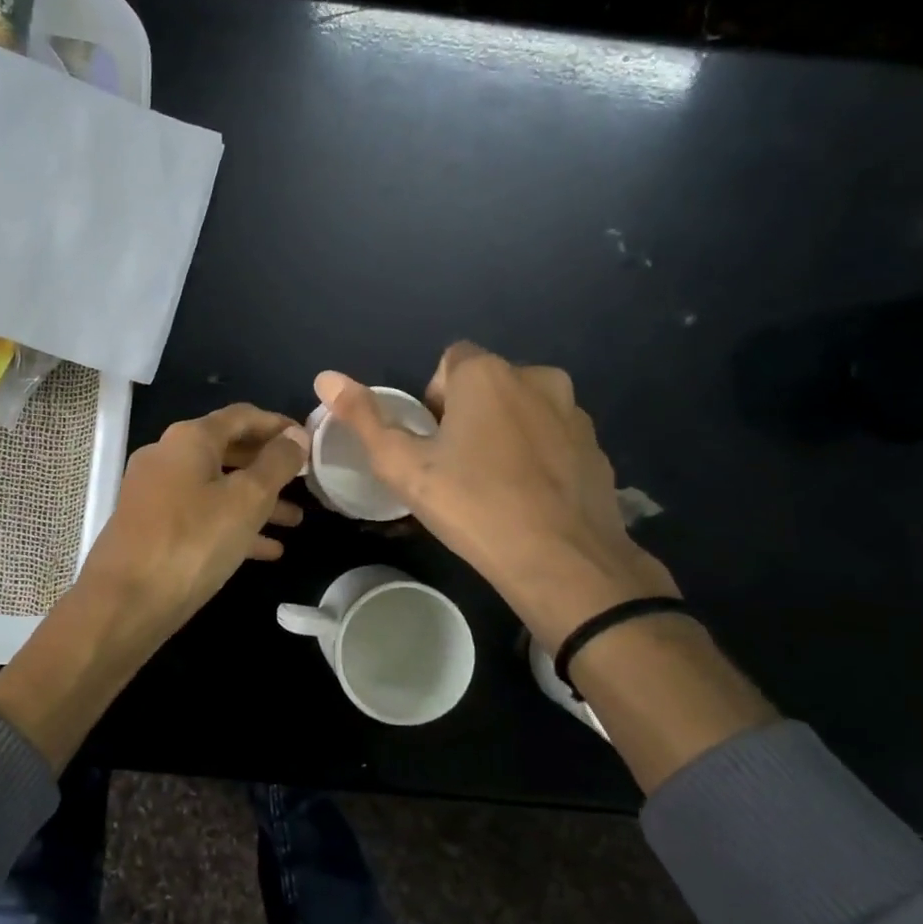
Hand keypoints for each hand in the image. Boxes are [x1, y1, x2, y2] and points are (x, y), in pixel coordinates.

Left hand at [78, 404, 309, 643]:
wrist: (125, 601)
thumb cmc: (193, 540)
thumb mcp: (247, 499)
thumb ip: (277, 463)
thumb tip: (296, 435)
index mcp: (189, 439)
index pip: (242, 416)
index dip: (278, 424)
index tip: (309, 440)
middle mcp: (167, 456)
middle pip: (229, 451)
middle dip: (269, 467)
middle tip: (306, 481)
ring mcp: (155, 493)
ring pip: (216, 488)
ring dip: (256, 501)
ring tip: (295, 521)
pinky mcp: (151, 526)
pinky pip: (200, 516)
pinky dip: (232, 526)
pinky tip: (267, 550)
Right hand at [316, 345, 676, 650]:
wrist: (562, 561)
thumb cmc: (472, 505)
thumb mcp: (402, 465)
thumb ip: (363, 417)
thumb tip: (325, 376)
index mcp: (487, 374)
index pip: (450, 362)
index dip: (434, 399)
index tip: (431, 441)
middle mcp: (537, 378)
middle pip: (488, 384)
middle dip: (469, 413)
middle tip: (455, 466)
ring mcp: (574, 413)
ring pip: (524, 410)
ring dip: (505, 432)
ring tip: (492, 484)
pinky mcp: (597, 448)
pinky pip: (554, 438)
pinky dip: (538, 456)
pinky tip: (527, 497)